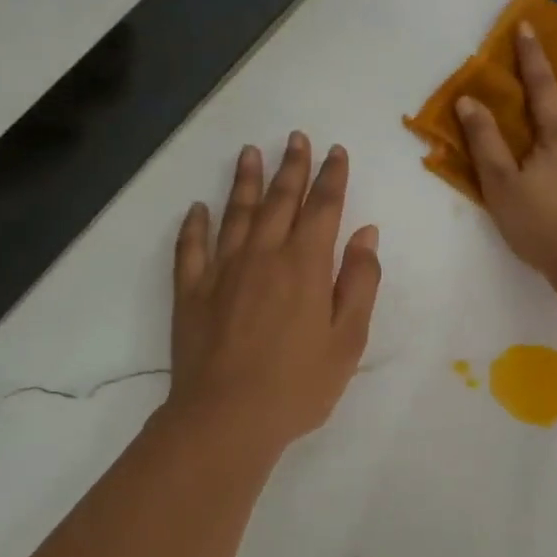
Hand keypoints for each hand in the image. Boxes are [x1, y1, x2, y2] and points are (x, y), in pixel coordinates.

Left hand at [167, 133, 381, 451]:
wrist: (226, 418)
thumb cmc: (298, 384)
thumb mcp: (348, 340)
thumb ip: (359, 281)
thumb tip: (365, 233)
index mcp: (305, 264)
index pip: (322, 206)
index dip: (331, 176)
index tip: (335, 151)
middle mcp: (263, 254)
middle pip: (279, 199)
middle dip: (291, 166)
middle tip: (296, 138)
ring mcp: (221, 269)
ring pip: (235, 212)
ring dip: (244, 180)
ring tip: (249, 152)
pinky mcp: (191, 291)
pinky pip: (191, 247)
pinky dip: (194, 224)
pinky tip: (197, 208)